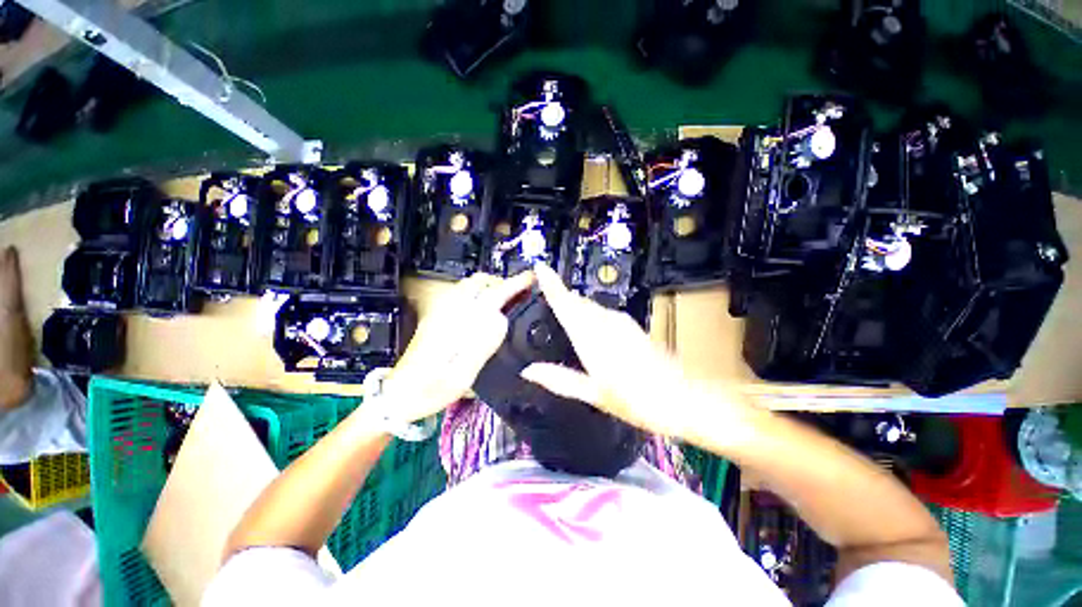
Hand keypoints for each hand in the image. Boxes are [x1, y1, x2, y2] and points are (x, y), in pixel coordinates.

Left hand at [381, 271, 534, 421]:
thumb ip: (482, 345)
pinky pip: (463, 297)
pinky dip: (480, 296)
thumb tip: (501, 318)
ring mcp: (440, 314)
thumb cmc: (430, 391)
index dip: (513, 285)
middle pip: (478, 282)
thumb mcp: (461, 376)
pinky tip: (486, 313)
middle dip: (502, 283)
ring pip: (469, 287)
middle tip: (519, 296)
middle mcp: (447, 313)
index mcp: (455, 325)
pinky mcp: (436, 319)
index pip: (490, 296)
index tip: (531, 279)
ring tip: (507, 303)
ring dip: (491, 288)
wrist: (397, 397)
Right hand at [520, 263, 707, 438]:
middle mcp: (604, 322)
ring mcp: (620, 322)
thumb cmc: (634, 400)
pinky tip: (588, 326)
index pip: (565, 303)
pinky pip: (602, 312)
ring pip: (590, 306)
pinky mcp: (631, 325)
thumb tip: (528, 371)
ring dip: (575, 305)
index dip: (551, 283)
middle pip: (577, 301)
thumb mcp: (592, 393)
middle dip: (560, 295)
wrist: (680, 397)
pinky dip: (589, 314)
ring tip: (561, 311)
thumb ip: (559, 379)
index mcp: (590, 337)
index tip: (539, 267)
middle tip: (543, 295)